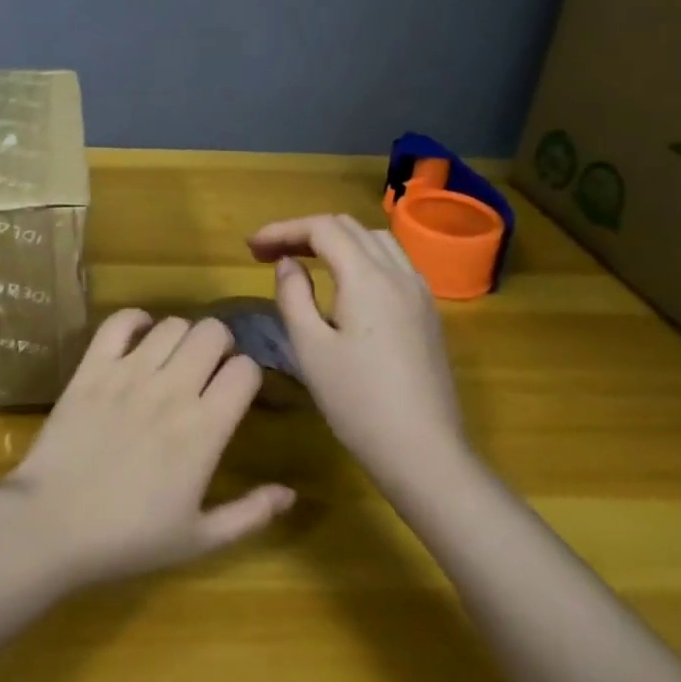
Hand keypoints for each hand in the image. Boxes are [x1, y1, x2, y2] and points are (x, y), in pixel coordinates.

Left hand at [2, 310, 295, 590]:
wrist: (52, 525)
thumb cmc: (129, 538)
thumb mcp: (199, 539)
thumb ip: (250, 514)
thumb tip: (291, 491)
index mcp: (204, 430)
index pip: (245, 370)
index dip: (247, 375)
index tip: (237, 391)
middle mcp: (171, 390)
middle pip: (213, 333)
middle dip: (220, 345)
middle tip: (209, 368)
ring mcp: (128, 373)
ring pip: (172, 324)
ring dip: (181, 336)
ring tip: (173, 358)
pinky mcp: (91, 367)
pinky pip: (119, 322)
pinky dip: (134, 321)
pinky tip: (138, 337)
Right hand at [248, 214, 468, 480]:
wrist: (424, 453)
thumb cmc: (358, 403)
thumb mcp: (310, 348)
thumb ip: (293, 296)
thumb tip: (289, 264)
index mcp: (368, 277)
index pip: (323, 228)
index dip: (283, 230)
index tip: (252, 248)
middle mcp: (400, 274)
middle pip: (350, 227)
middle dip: (307, 232)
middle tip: (271, 254)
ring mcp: (420, 293)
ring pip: (376, 241)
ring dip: (337, 241)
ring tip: (305, 262)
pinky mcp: (428, 314)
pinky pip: (394, 264)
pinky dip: (362, 257)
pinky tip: (344, 285)